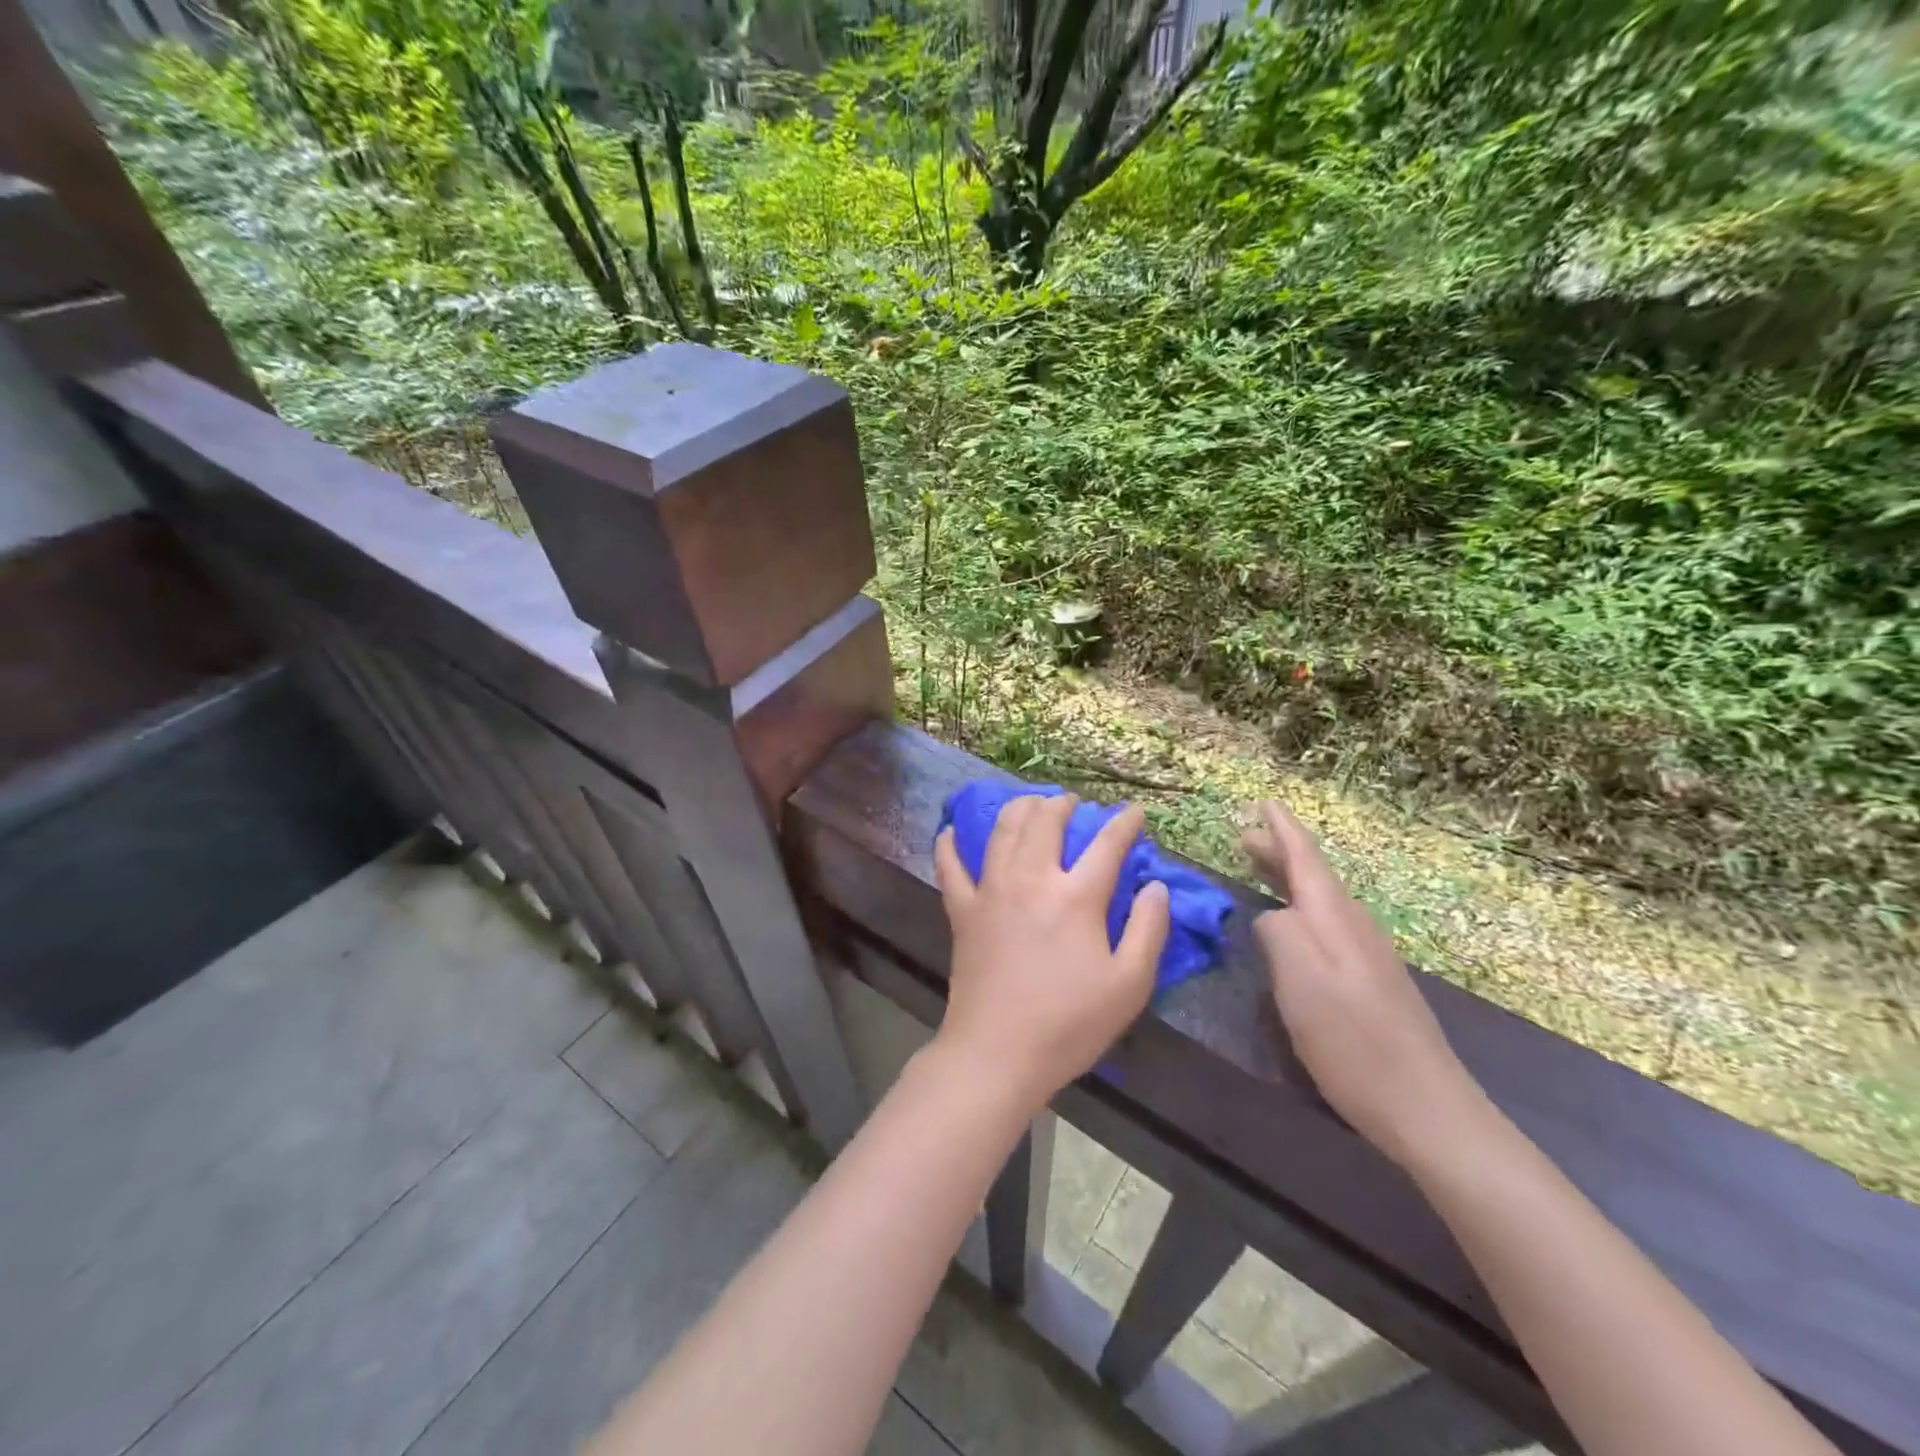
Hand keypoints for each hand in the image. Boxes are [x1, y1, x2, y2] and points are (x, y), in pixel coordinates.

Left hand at [933, 794, 1170, 1112]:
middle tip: (1072, 804)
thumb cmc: (1070, 1024)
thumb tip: (1156, 887)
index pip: (1106, 845)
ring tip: (1030, 804)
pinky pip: (950, 867)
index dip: (1124, 824)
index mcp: (1076, 897)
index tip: (1134, 813)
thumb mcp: (1129, 985)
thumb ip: (1148, 930)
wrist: (998, 1053)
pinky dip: (948, 846)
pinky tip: (948, 833)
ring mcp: (990, 891)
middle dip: (1062, 805)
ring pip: (1002, 831)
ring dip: (1019, 809)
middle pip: (1045, 822)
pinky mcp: (962, 911)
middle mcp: (1031, 880)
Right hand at [1242, 801, 1488, 1167]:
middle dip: (1279, 851)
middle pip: (1313, 876)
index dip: (1282, 829)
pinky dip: (1301, 907)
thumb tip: (1269, 915)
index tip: (1263, 801)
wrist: (1425, 1107)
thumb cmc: (1353, 1041)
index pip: (1305, 858)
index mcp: (1334, 919)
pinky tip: (1292, 923)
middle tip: (1244, 835)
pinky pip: (1327, 923)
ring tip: (1260, 868)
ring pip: (1320, 899)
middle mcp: (1354, 926)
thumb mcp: (1300, 981)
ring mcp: (1367, 954)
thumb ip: (1278, 933)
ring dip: (1288, 878)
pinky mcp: (1371, 981)